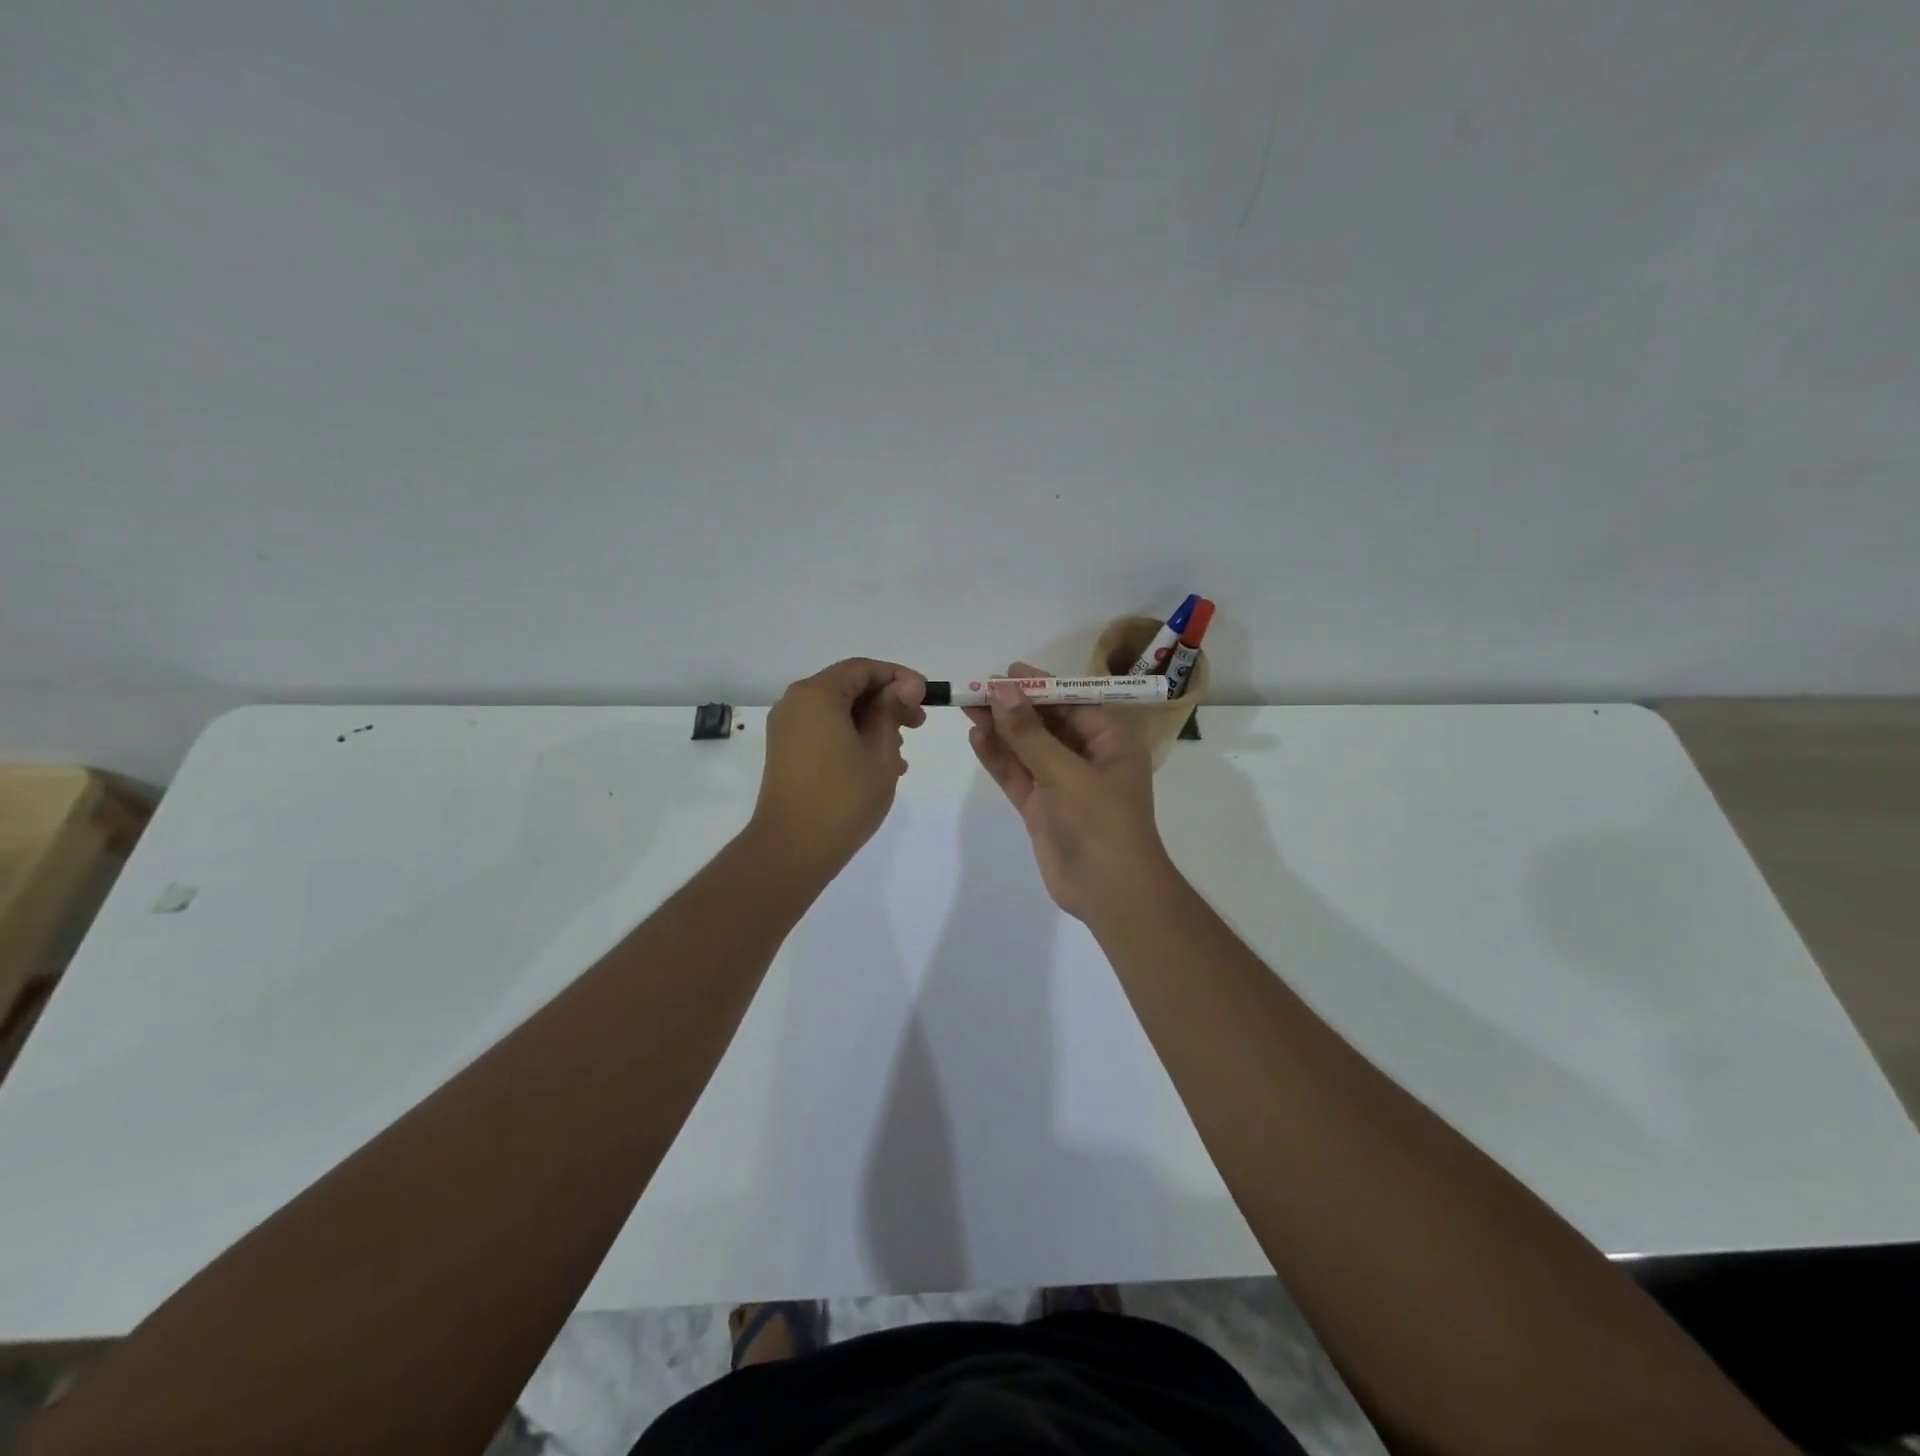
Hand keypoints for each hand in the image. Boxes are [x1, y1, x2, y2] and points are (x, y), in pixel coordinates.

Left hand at [751, 658, 927, 876]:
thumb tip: (906, 685)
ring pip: (838, 712)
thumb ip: (892, 711)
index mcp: (816, 695)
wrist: (793, 849)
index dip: (898, 677)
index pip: (862, 669)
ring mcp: (788, 730)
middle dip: (886, 702)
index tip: (926, 696)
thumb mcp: (879, 750)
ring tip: (901, 754)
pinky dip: (853, 739)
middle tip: (918, 725)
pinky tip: (879, 766)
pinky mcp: (787, 754)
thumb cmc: (843, 796)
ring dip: (873, 724)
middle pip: (848, 688)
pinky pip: (825, 732)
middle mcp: (796, 704)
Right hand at [965, 661, 1172, 921]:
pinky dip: (999, 759)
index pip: (1073, 704)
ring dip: (1001, 730)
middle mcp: (1088, 759)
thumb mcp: (1065, 773)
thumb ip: (1030, 734)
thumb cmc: (1100, 823)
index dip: (1040, 687)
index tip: (1007, 672)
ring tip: (967, 707)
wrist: (1110, 892)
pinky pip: (1018, 776)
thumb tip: (1002, 691)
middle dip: (1014, 707)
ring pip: (1028, 750)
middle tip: (977, 688)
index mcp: (1110, 744)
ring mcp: (1063, 785)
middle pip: (1046, 724)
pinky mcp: (1042, 809)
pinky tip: (977, 738)